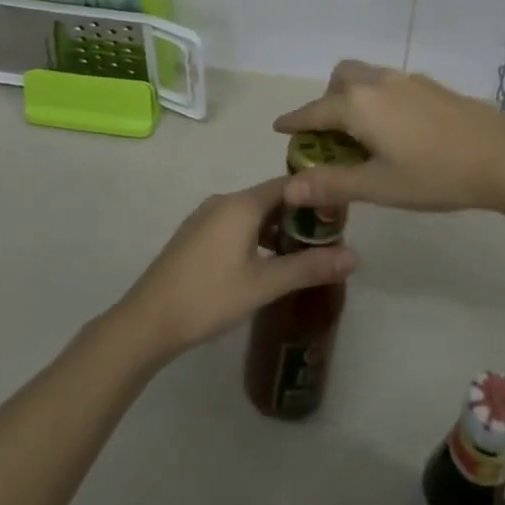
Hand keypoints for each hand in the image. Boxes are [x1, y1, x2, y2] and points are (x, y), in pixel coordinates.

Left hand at [113, 178, 356, 367]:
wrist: (148, 319)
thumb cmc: (210, 297)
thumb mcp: (264, 285)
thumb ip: (309, 267)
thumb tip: (355, 256)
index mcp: (242, 204)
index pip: (288, 184)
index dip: (315, 196)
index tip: (338, 216)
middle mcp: (224, 200)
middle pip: (270, 197)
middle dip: (297, 216)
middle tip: (324, 242)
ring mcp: (205, 216)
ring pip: (250, 213)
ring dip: (275, 229)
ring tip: (298, 257)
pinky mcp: (194, 234)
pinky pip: (233, 224)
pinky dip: (254, 236)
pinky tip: (263, 265)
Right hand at [273, 61, 504, 213]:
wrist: (502, 156)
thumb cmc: (435, 175)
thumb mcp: (379, 186)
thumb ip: (333, 183)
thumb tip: (289, 187)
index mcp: (358, 104)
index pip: (314, 111)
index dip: (294, 121)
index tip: (278, 127)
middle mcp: (377, 83)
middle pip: (340, 79)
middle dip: (327, 100)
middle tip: (331, 134)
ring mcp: (406, 80)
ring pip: (366, 77)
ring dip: (353, 96)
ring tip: (363, 133)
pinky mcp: (430, 85)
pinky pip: (389, 83)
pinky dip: (378, 98)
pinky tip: (397, 129)